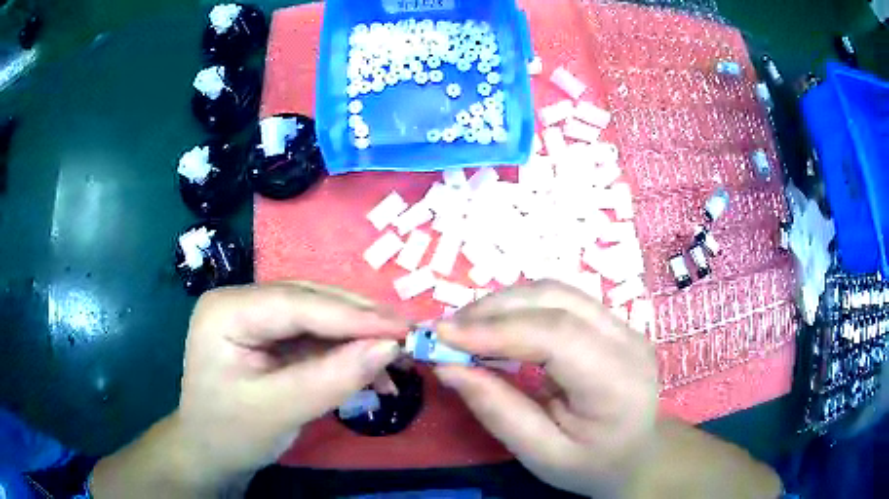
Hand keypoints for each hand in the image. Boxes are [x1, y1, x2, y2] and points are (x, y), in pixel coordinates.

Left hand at [92, 281, 408, 496]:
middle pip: (312, 303)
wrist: (211, 452)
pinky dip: (348, 356)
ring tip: (397, 362)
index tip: (403, 328)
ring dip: (360, 341)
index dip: (352, 316)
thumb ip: (331, 378)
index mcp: (227, 310)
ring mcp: (258, 317)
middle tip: (409, 338)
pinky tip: (373, 374)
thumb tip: (388, 348)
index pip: (296, 303)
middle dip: (361, 323)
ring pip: (321, 319)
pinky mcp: (273, 337)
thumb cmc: (230, 432)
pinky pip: (318, 338)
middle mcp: (243, 302)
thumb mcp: (278, 410)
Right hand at [434, 280, 657, 497]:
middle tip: (446, 332)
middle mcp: (627, 340)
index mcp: (617, 382)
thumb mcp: (541, 455)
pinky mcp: (612, 321)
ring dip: (504, 303)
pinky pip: (560, 300)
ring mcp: (623, 325)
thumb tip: (448, 368)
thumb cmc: (591, 464)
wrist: (637, 453)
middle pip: (555, 300)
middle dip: (493, 309)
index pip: (556, 336)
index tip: (441, 336)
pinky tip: (496, 326)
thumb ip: (498, 412)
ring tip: (465, 328)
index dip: (495, 329)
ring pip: (556, 291)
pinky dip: (520, 307)